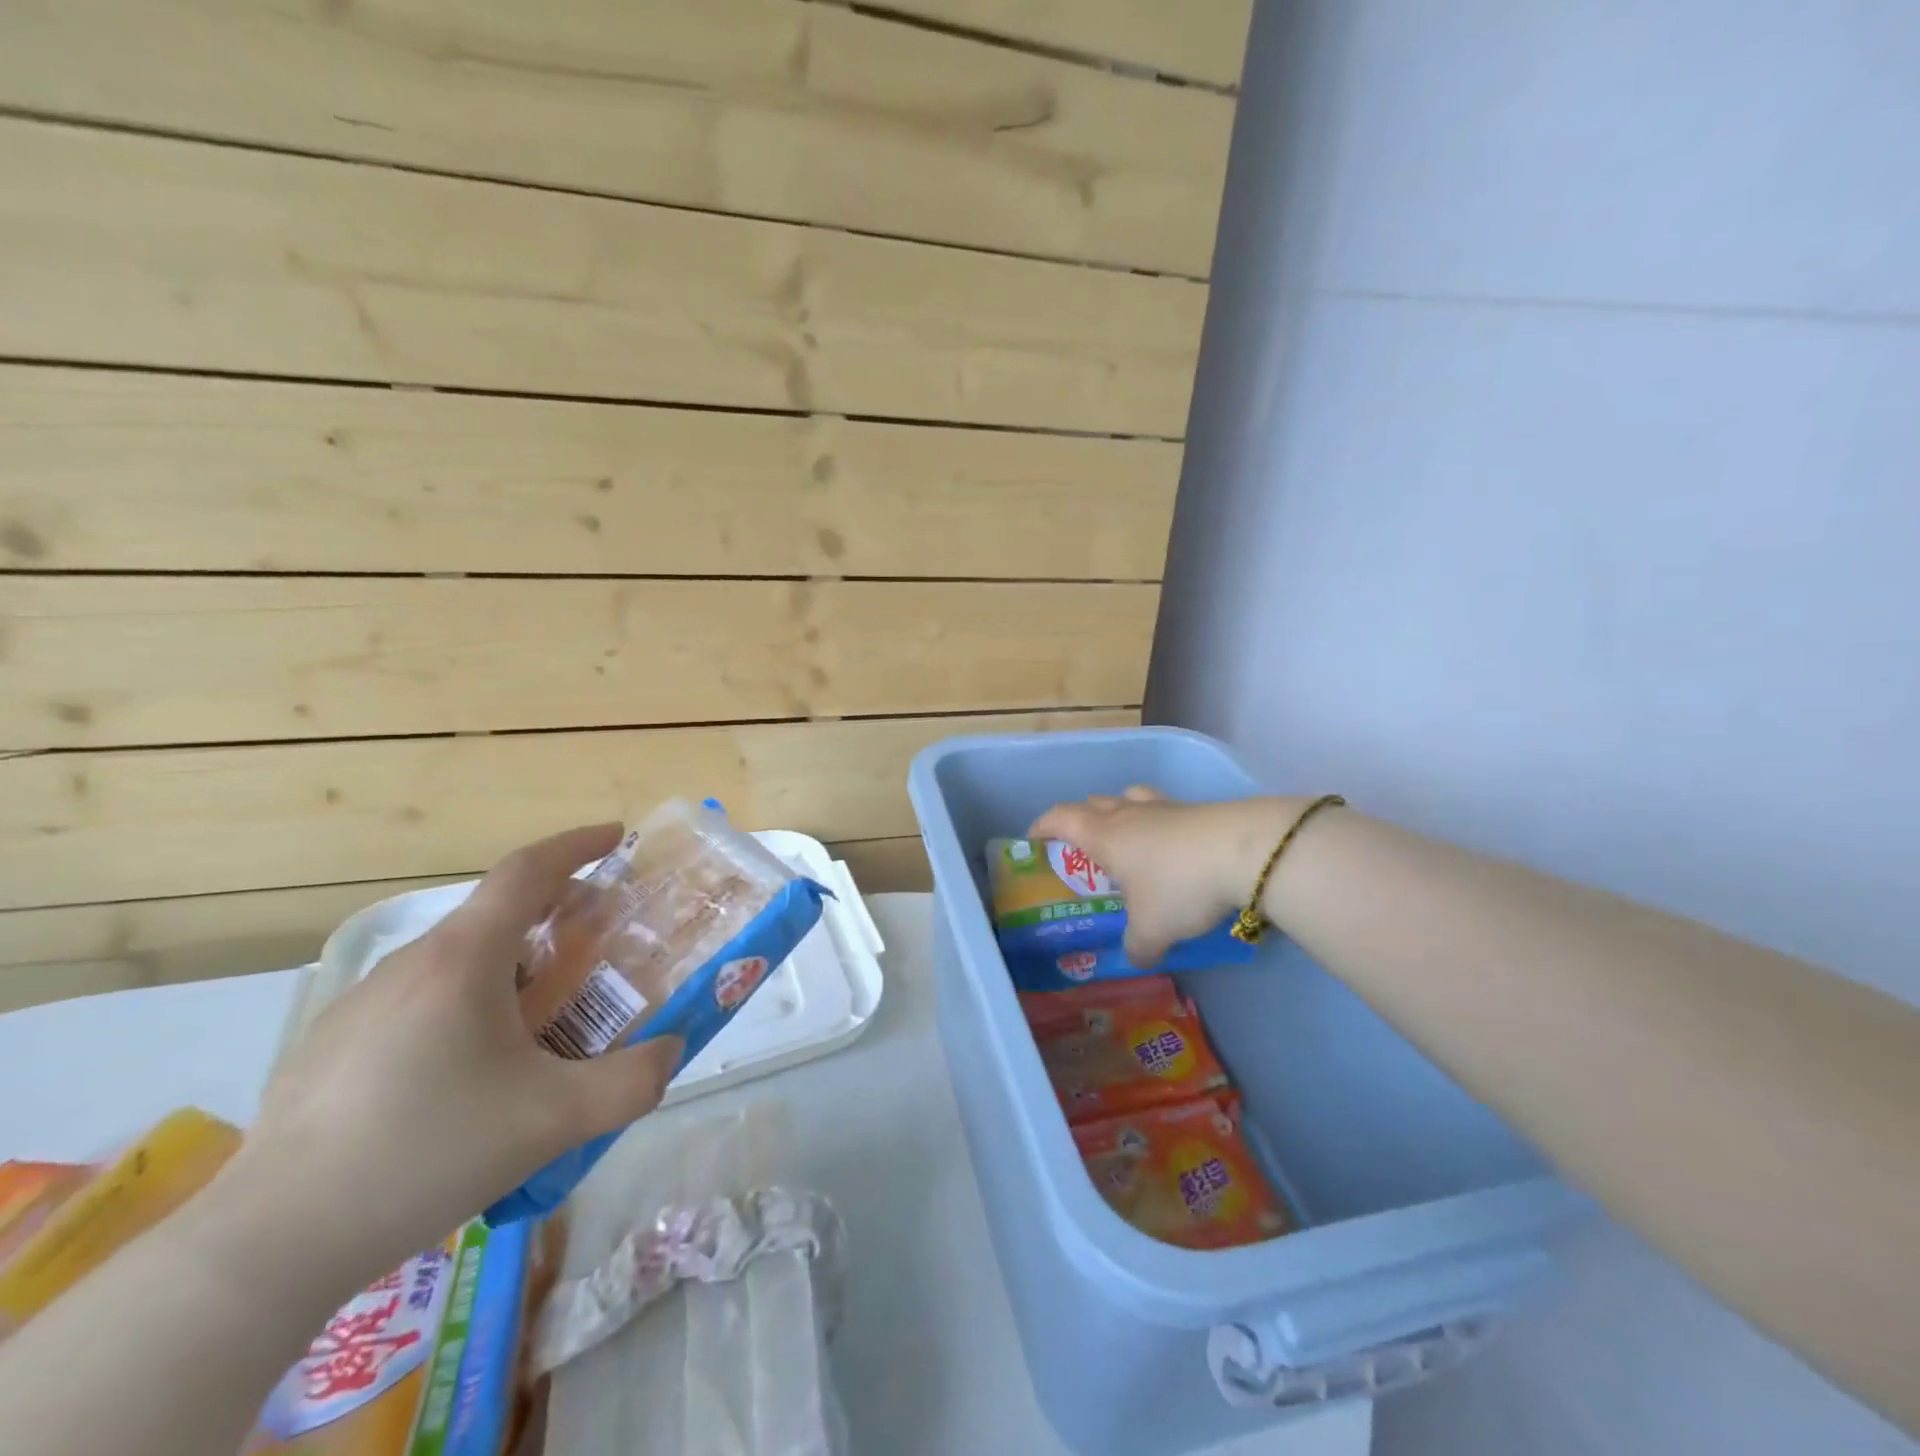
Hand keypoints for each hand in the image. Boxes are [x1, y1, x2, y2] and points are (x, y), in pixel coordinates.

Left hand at [223, 825, 681, 1284]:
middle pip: (497, 914)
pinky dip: (468, 1003)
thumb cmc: (426, 1152)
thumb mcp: (553, 1120)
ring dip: (513, 966)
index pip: (527, 870)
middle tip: (598, 948)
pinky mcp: (334, 1046)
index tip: (617, 837)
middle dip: (557, 915)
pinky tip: (471, 1073)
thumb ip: (632, 1082)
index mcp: (463, 960)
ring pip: (458, 961)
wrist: (269, 1245)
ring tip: (542, 1019)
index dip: (577, 845)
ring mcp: (362, 1004)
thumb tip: (672, 1052)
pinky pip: (422, 999)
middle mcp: (411, 965)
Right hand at [1030, 789, 1303, 965]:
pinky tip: (1172, 850)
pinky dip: (1158, 824)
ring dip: (1120, 813)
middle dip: (1081, 820)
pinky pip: (1164, 810)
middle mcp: (1129, 815)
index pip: (1061, 819)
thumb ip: (1137, 945)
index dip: (1043, 827)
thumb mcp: (1152, 930)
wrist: (1245, 852)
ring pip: (1130, 798)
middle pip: (1094, 803)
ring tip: (1126, 839)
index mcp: (1105, 836)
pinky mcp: (1197, 811)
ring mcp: (1165, 808)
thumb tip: (1135, 956)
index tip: (1033, 839)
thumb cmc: (1179, 886)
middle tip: (1083, 846)